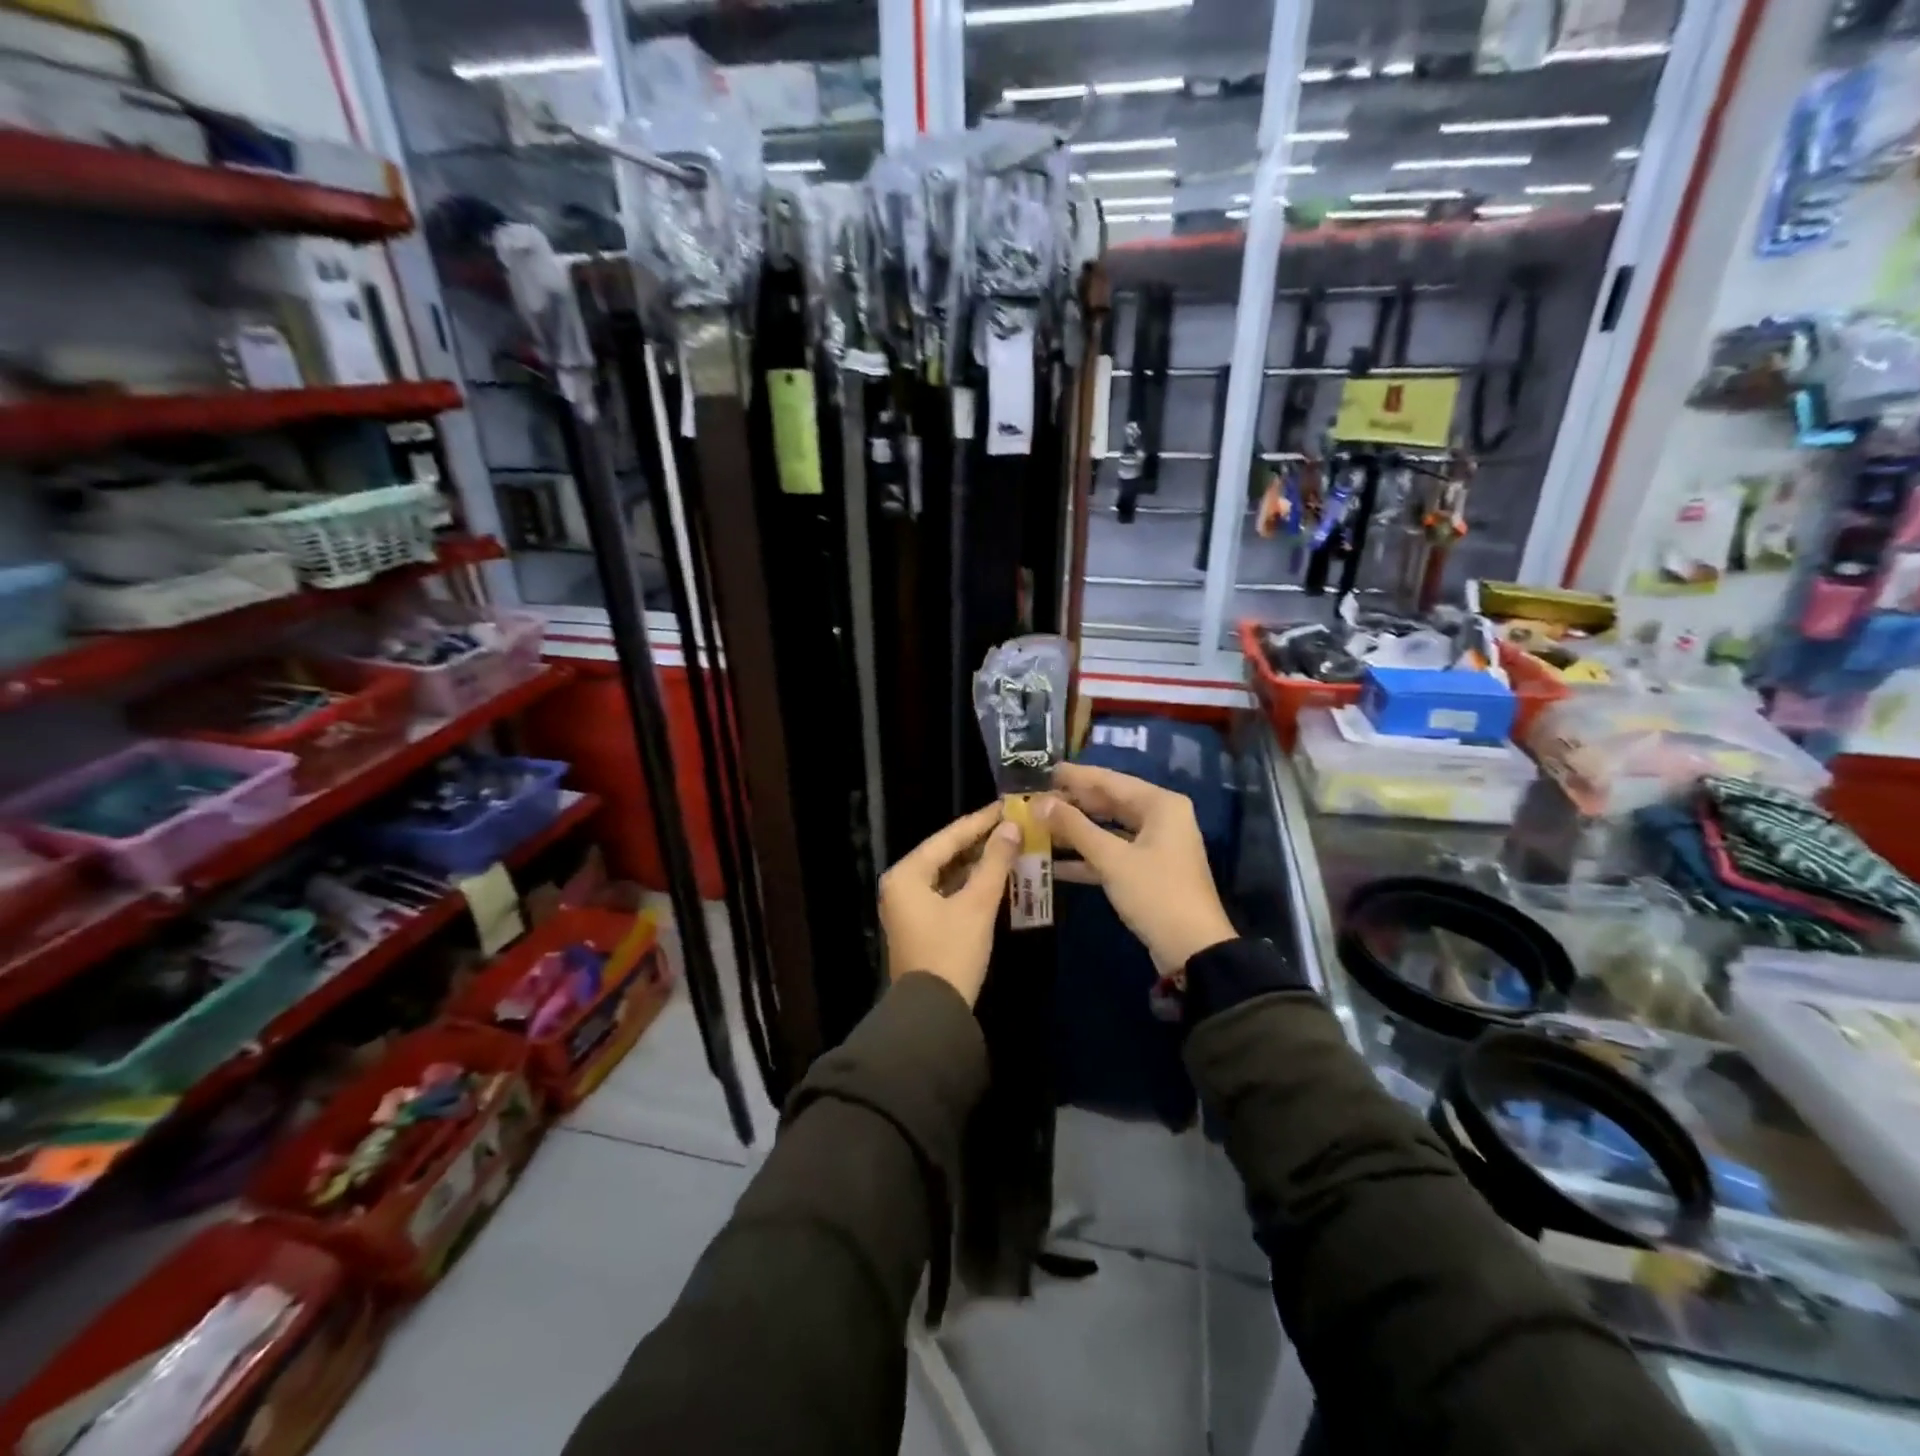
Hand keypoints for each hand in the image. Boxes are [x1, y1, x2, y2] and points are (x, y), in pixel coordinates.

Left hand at [879, 804, 1021, 1007]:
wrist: (933, 1013)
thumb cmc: (952, 951)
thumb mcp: (978, 904)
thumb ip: (995, 862)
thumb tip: (1011, 827)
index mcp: (906, 874)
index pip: (948, 837)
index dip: (980, 821)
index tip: (1006, 806)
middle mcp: (901, 885)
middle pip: (945, 853)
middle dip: (979, 841)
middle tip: (1012, 824)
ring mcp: (908, 906)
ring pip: (947, 874)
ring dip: (976, 863)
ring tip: (1009, 846)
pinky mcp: (919, 924)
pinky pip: (946, 892)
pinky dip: (969, 884)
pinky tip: (994, 877)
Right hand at [1043, 763, 1234, 978]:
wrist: (1193, 950)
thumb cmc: (1155, 893)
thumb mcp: (1112, 858)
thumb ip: (1074, 827)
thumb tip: (1040, 803)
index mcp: (1160, 805)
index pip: (1111, 780)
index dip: (1076, 776)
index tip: (1045, 771)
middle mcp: (1161, 818)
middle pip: (1110, 803)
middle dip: (1074, 804)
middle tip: (1037, 800)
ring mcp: (1156, 846)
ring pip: (1109, 830)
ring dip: (1076, 832)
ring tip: (1040, 827)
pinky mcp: (1148, 872)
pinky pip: (1113, 855)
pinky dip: (1087, 858)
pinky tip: (1053, 863)